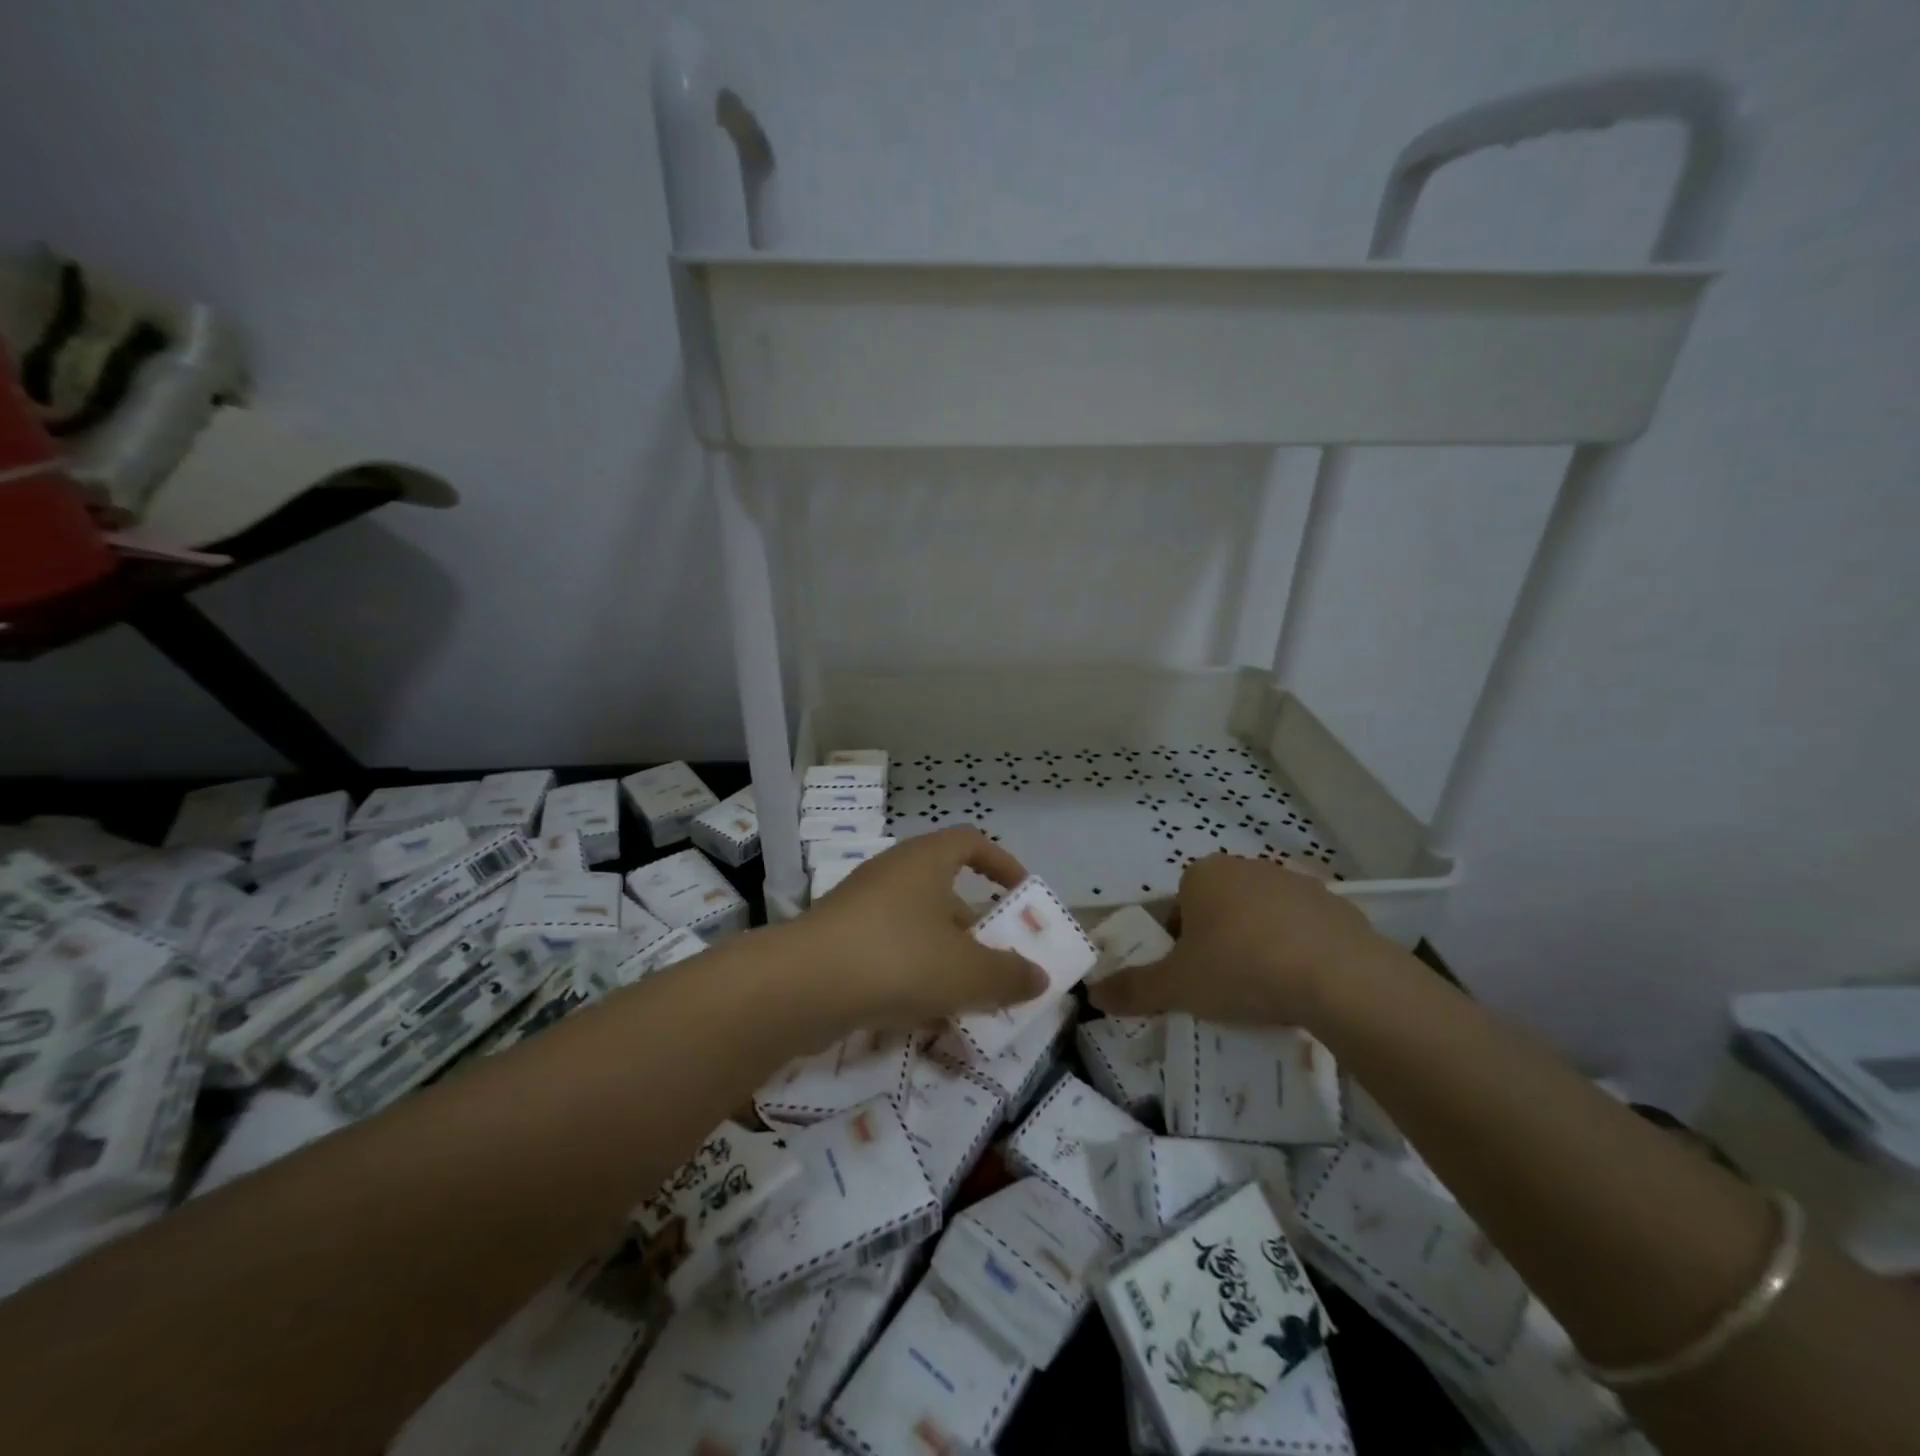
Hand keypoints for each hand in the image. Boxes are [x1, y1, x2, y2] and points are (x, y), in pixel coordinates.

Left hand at [788, 827, 1048, 1034]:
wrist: (802, 986)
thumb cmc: (899, 959)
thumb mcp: (968, 972)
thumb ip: (1009, 975)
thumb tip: (1039, 977)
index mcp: (926, 860)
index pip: (971, 841)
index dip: (1001, 863)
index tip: (1022, 893)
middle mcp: (892, 873)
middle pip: (945, 891)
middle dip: (975, 928)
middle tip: (997, 963)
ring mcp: (860, 906)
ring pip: (916, 927)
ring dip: (944, 957)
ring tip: (966, 998)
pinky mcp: (837, 940)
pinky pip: (887, 951)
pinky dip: (910, 975)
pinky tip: (921, 1015)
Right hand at [1089, 853, 1386, 1027]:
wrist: (1339, 978)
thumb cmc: (1242, 970)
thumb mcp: (1177, 987)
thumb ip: (1133, 989)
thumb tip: (1093, 994)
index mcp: (1204, 875)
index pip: (1178, 907)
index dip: (1179, 944)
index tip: (1191, 978)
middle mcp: (1247, 867)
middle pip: (1220, 908)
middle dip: (1218, 941)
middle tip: (1225, 986)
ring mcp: (1296, 882)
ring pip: (1263, 916)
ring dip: (1259, 944)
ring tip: (1267, 990)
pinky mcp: (1337, 904)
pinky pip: (1304, 928)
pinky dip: (1299, 950)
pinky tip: (1304, 984)